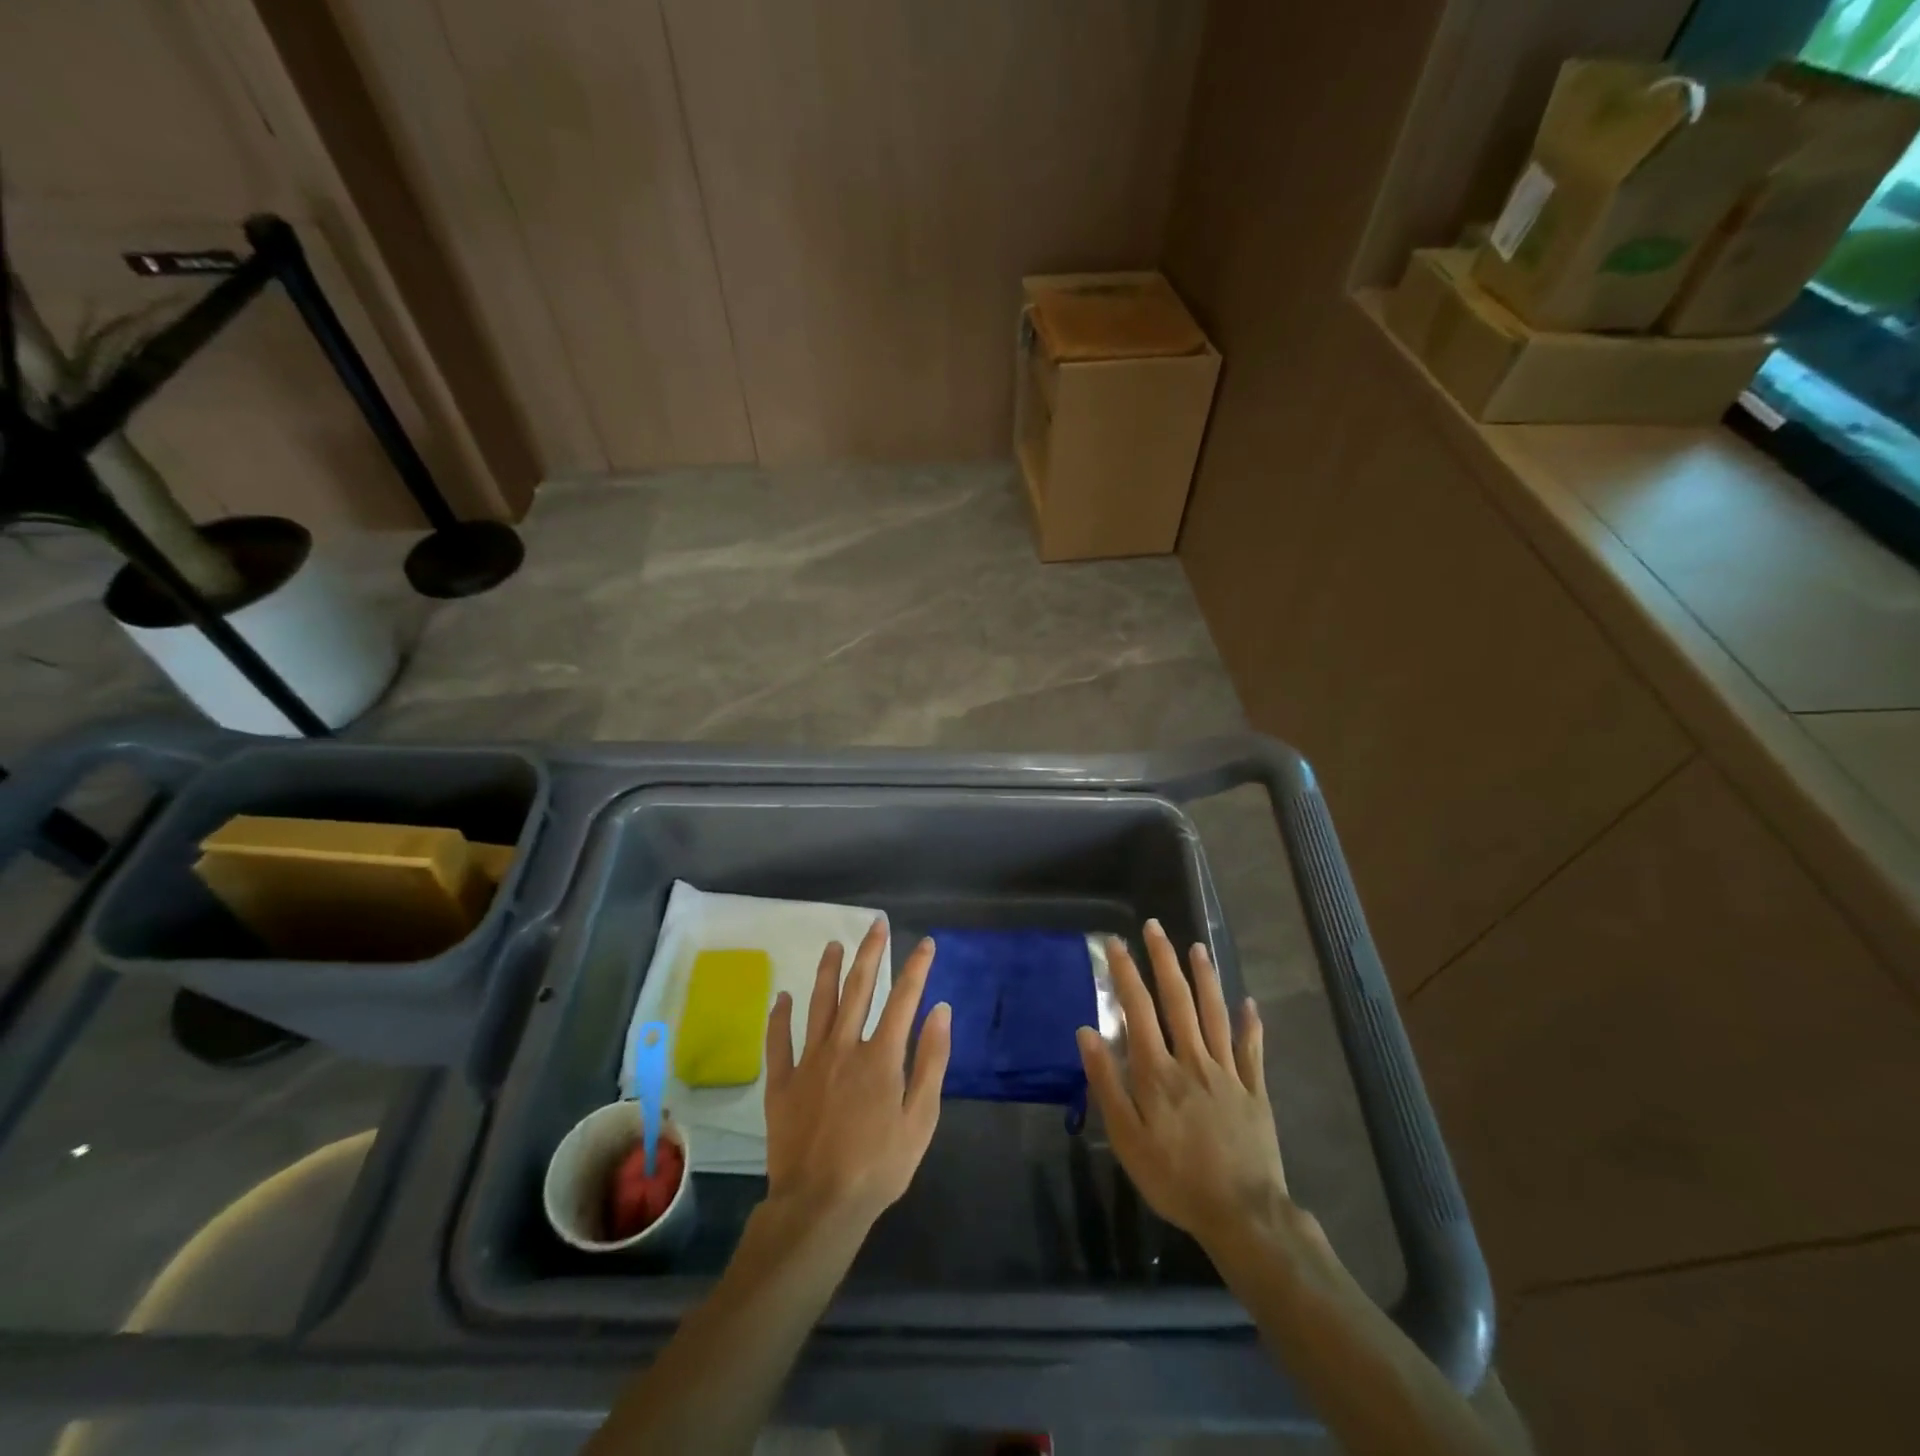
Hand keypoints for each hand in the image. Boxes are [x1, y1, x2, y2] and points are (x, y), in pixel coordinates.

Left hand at [763, 919, 951, 1231]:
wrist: (820, 1205)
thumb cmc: (880, 1166)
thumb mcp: (921, 1119)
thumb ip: (932, 1061)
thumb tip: (941, 1011)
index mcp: (881, 1056)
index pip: (904, 998)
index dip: (917, 967)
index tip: (926, 943)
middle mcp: (844, 1047)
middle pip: (858, 988)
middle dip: (870, 952)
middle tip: (876, 924)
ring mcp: (809, 1062)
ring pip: (819, 1004)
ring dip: (827, 971)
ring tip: (833, 944)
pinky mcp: (782, 1082)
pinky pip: (779, 1041)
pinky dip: (780, 1017)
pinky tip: (783, 997)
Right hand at [1077, 920, 1296, 1254]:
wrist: (1242, 1214)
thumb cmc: (1174, 1178)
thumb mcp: (1126, 1138)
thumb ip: (1107, 1082)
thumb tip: (1087, 1032)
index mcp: (1158, 1071)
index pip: (1138, 1009)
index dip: (1125, 973)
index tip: (1115, 943)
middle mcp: (1193, 1060)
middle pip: (1178, 1000)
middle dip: (1164, 960)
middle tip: (1155, 927)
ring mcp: (1227, 1072)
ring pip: (1215, 1014)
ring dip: (1205, 978)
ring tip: (1197, 947)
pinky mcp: (1254, 1091)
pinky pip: (1251, 1050)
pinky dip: (1250, 1024)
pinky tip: (1248, 1002)